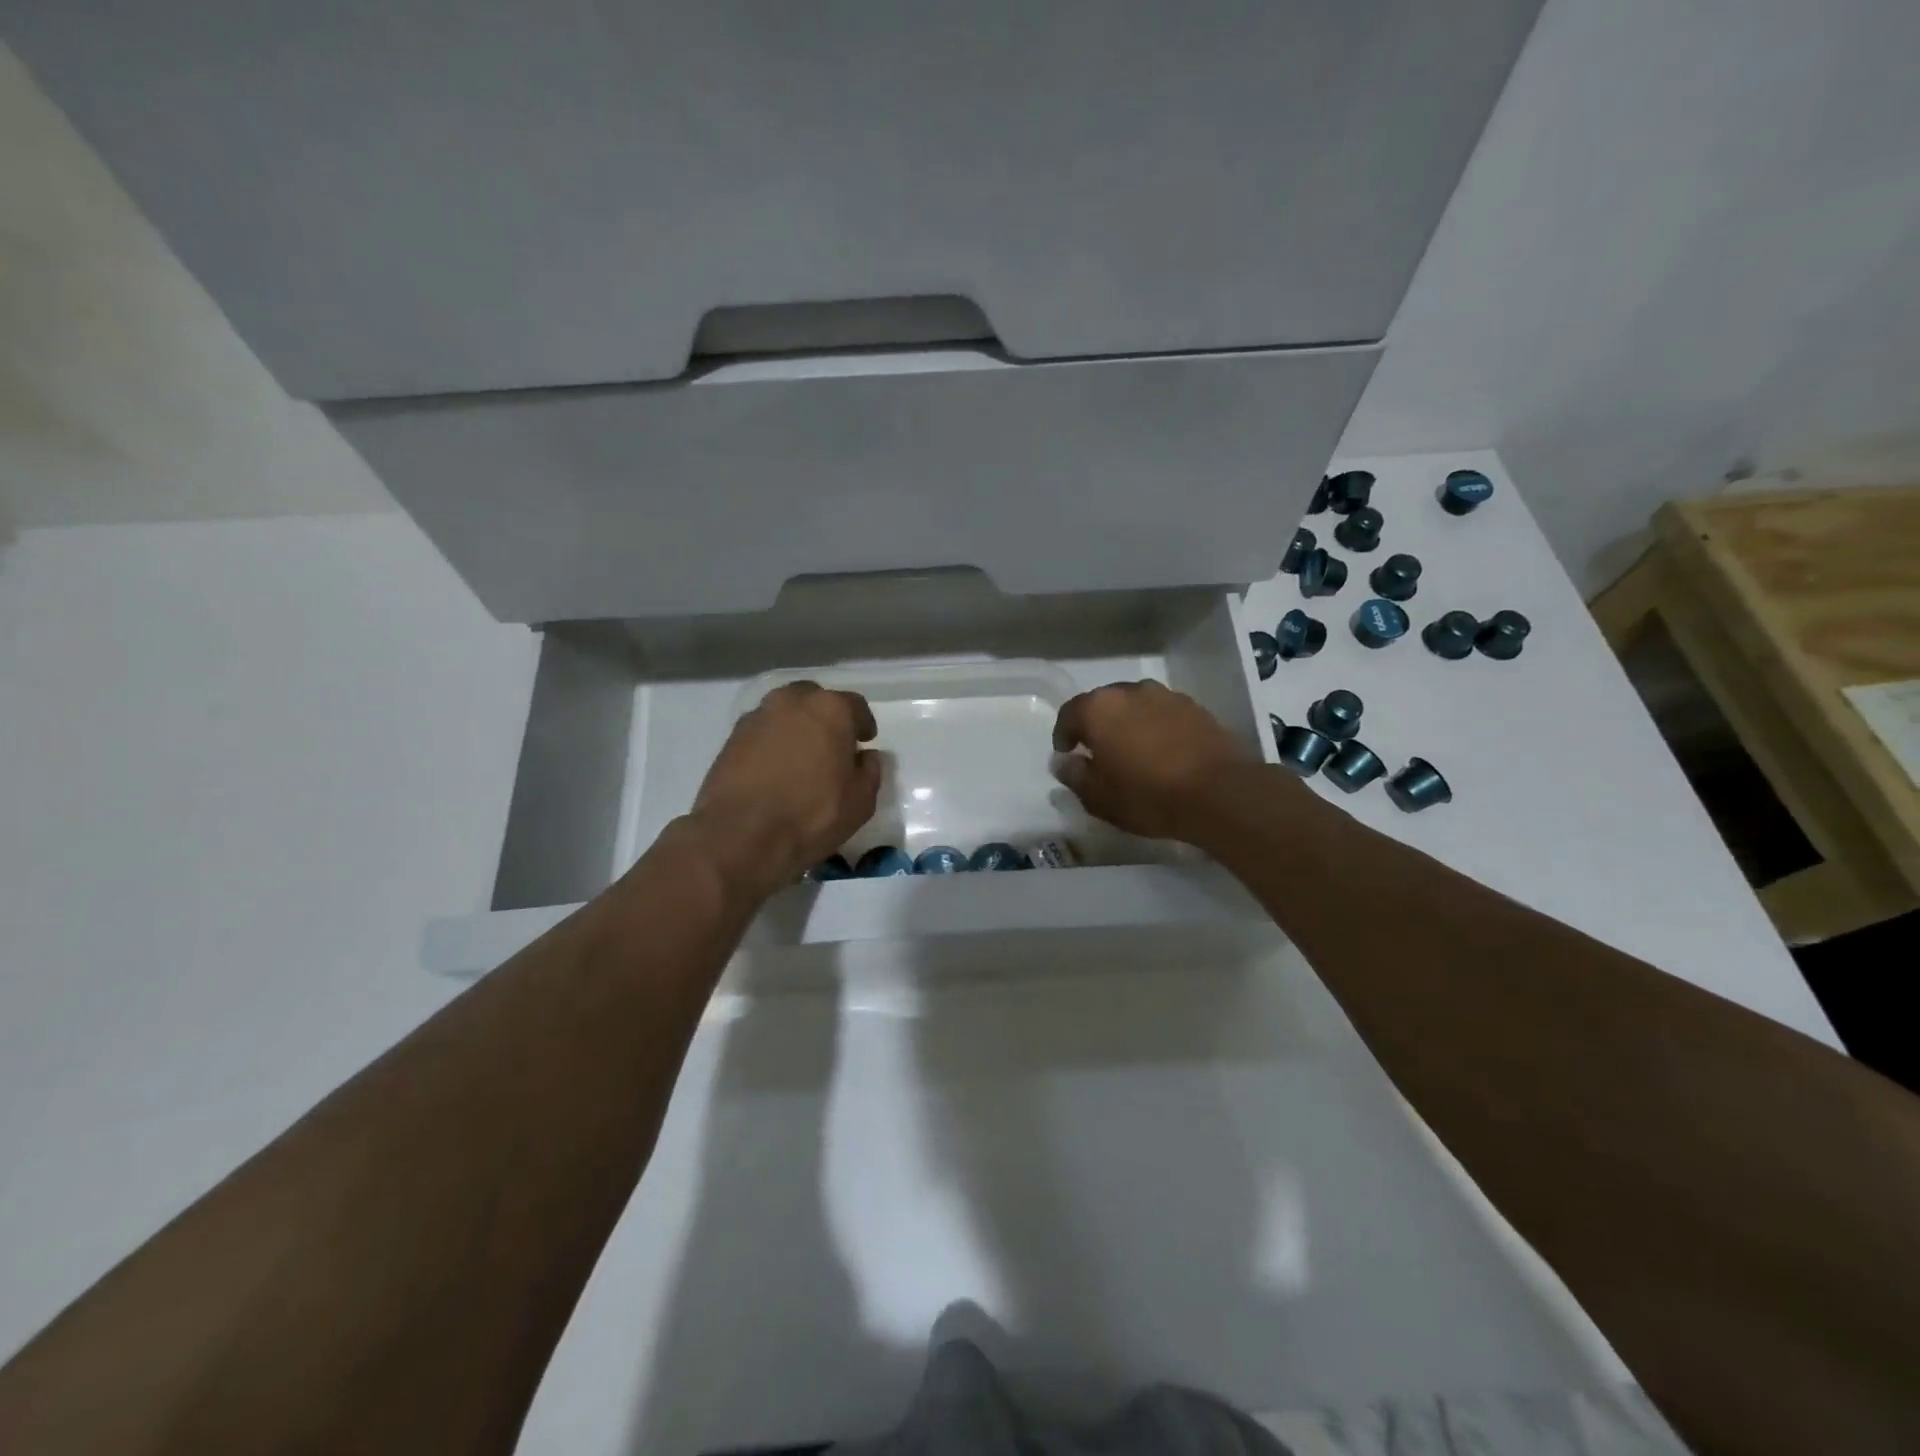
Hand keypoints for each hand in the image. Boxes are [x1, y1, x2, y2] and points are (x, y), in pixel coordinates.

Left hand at [687, 682, 881, 899]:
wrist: (740, 836)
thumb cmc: (811, 816)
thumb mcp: (860, 801)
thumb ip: (870, 771)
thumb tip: (865, 757)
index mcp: (830, 709)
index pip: (855, 706)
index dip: (862, 725)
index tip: (864, 742)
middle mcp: (791, 701)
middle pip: (815, 700)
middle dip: (826, 718)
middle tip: (831, 746)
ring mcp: (757, 717)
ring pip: (785, 713)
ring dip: (796, 728)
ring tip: (801, 759)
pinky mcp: (731, 738)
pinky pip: (762, 732)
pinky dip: (772, 743)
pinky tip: (776, 770)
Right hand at [1051, 680, 1254, 842]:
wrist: (1219, 793)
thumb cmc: (1147, 796)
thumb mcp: (1099, 797)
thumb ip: (1074, 775)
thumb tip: (1063, 762)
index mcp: (1099, 709)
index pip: (1070, 713)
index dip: (1064, 734)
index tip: (1066, 753)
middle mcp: (1130, 692)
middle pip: (1103, 704)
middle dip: (1097, 726)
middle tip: (1099, 754)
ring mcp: (1166, 696)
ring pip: (1136, 706)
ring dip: (1129, 724)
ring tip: (1134, 752)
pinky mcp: (1195, 708)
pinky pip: (1163, 714)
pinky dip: (1156, 728)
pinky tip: (1163, 753)